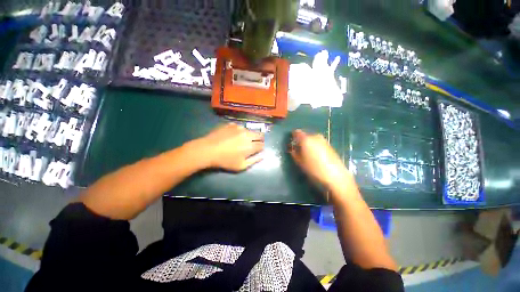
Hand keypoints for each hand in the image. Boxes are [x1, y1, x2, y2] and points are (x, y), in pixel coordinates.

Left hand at [196, 123, 263, 171]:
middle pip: (259, 134)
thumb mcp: (241, 166)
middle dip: (259, 139)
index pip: (262, 144)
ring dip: (249, 135)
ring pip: (250, 130)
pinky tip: (233, 136)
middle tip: (253, 143)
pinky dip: (239, 131)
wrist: (208, 150)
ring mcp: (239, 128)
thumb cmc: (225, 160)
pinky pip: (240, 127)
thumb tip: (263, 155)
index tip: (257, 149)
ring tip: (241, 139)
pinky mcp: (231, 124)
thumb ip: (254, 160)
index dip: (261, 147)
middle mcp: (247, 134)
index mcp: (251, 146)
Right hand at [289, 129, 353, 192]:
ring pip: (312, 139)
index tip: (291, 144)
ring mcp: (323, 140)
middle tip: (299, 151)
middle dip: (301, 142)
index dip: (293, 137)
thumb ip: (294, 153)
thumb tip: (292, 148)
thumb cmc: (314, 169)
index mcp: (306, 139)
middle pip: (305, 135)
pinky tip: (316, 157)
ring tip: (308, 155)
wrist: (335, 176)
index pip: (296, 132)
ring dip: (309, 145)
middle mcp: (315, 136)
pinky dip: (315, 147)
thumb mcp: (299, 162)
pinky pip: (318, 143)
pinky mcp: (330, 145)